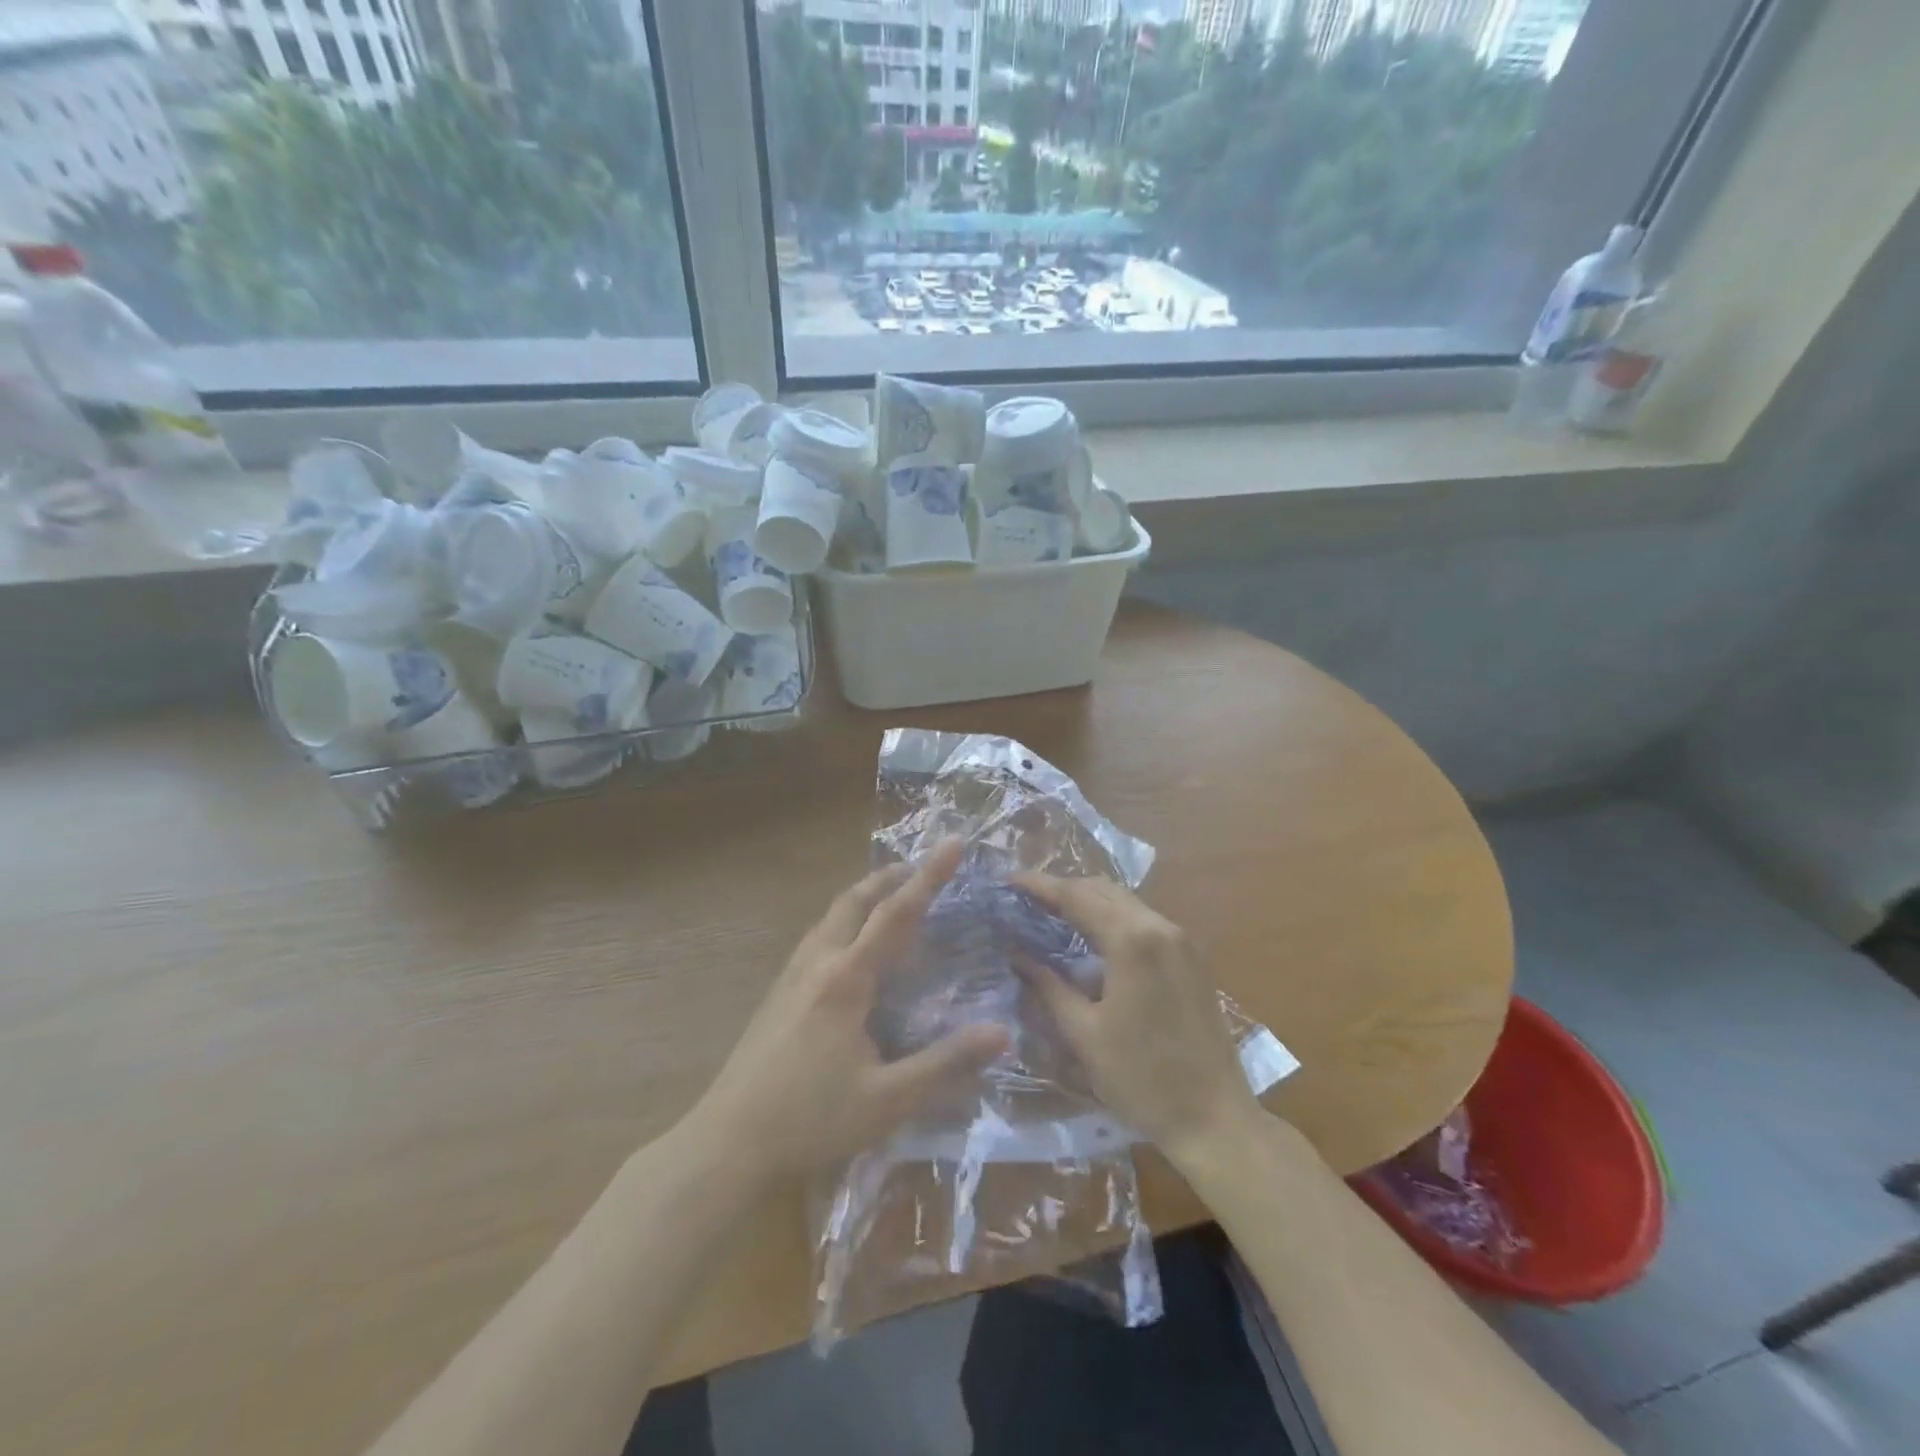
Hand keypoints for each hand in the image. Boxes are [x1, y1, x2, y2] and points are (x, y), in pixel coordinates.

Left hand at [689, 840, 1008, 1180]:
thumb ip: (945, 1064)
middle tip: (921, 868)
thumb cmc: (810, 1119)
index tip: (953, 843)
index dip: (929, 877)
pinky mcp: (777, 992)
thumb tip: (1001, 1032)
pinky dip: (845, 919)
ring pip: (831, 914)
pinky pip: (817, 935)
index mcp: (847, 979)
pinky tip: (849, 946)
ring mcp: (791, 975)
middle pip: (855, 900)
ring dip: (864, 895)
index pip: (896, 914)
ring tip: (890, 897)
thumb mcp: (888, 1099)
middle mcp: (818, 963)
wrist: (727, 1141)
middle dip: (890, 876)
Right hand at [1016, 875, 1260, 1158]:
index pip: (1076, 896)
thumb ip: (1048, 987)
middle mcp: (1160, 927)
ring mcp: (1182, 940)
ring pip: (1125, 902)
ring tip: (1053, 914)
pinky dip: (1113, 918)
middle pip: (1102, 890)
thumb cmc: (1142, 1079)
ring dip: (1089, 901)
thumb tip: (1017, 956)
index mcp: (1132, 941)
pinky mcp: (1192, 957)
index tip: (1009, 881)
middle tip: (1026, 899)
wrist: (1215, 1119)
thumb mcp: (1084, 1034)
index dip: (1039, 886)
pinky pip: (1144, 920)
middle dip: (1063, 888)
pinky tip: (1093, 938)